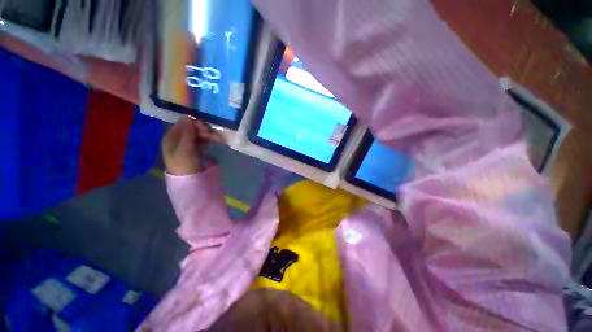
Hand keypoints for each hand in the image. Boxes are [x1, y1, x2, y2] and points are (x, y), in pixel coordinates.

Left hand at [162, 116, 223, 175]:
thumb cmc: (184, 164)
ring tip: (219, 140)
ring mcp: (188, 145)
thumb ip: (187, 132)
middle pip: (191, 129)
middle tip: (214, 135)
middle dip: (203, 130)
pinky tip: (215, 142)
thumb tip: (188, 116)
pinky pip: (202, 141)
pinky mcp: (196, 151)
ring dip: (208, 135)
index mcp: (171, 138)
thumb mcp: (185, 148)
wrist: (190, 181)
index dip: (193, 123)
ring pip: (199, 135)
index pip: (182, 124)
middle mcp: (179, 140)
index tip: (205, 127)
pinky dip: (208, 140)